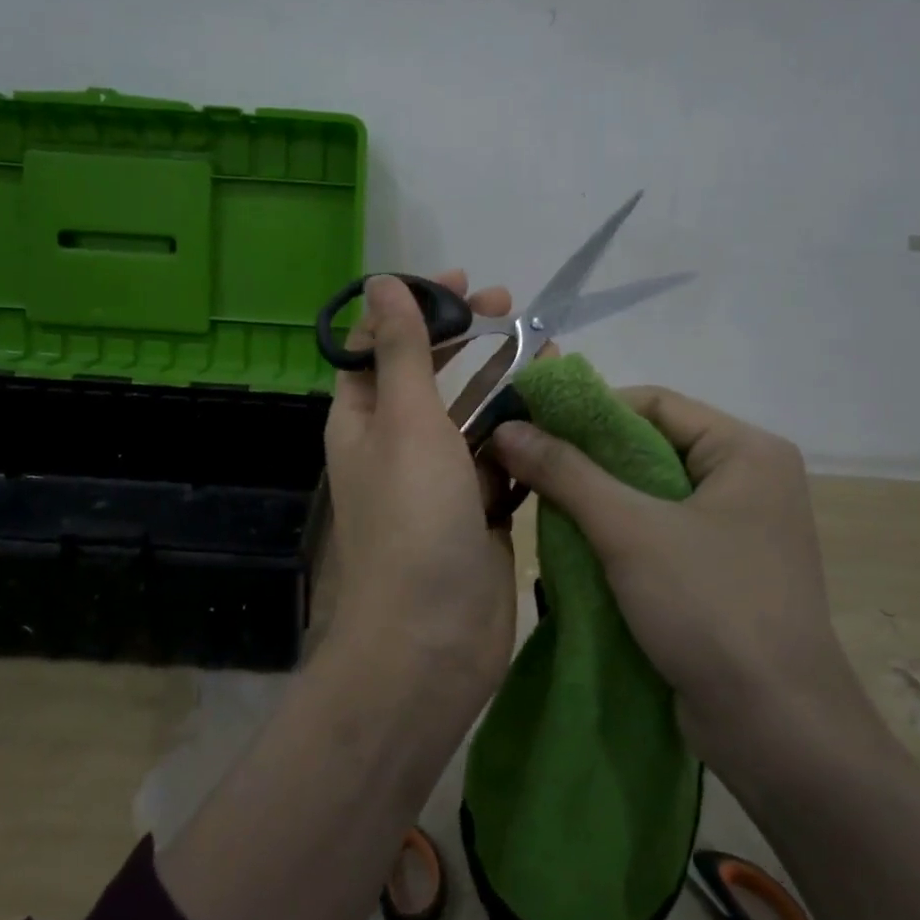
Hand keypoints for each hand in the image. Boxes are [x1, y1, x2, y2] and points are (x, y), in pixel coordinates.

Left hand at [319, 272, 518, 722]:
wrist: (433, 638)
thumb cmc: (413, 519)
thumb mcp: (405, 422)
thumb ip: (400, 351)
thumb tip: (381, 281)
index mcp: (364, 419)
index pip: (379, 344)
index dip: (414, 306)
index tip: (461, 282)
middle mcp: (397, 443)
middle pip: (430, 373)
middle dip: (466, 335)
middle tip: (511, 306)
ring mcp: (441, 478)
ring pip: (472, 413)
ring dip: (504, 380)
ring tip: (549, 348)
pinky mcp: (480, 509)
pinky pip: (502, 456)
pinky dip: (524, 431)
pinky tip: (556, 409)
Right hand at [491, 386, 874, 767]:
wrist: (776, 730)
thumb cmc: (710, 608)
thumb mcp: (629, 531)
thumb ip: (566, 472)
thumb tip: (506, 427)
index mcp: (747, 450)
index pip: (654, 403)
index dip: (588, 410)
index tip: (529, 424)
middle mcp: (749, 479)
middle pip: (651, 446)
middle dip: (587, 457)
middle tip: (526, 465)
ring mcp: (739, 528)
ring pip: (652, 492)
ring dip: (597, 498)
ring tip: (541, 504)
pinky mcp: (724, 570)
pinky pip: (661, 531)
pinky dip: (618, 533)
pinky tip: (574, 544)